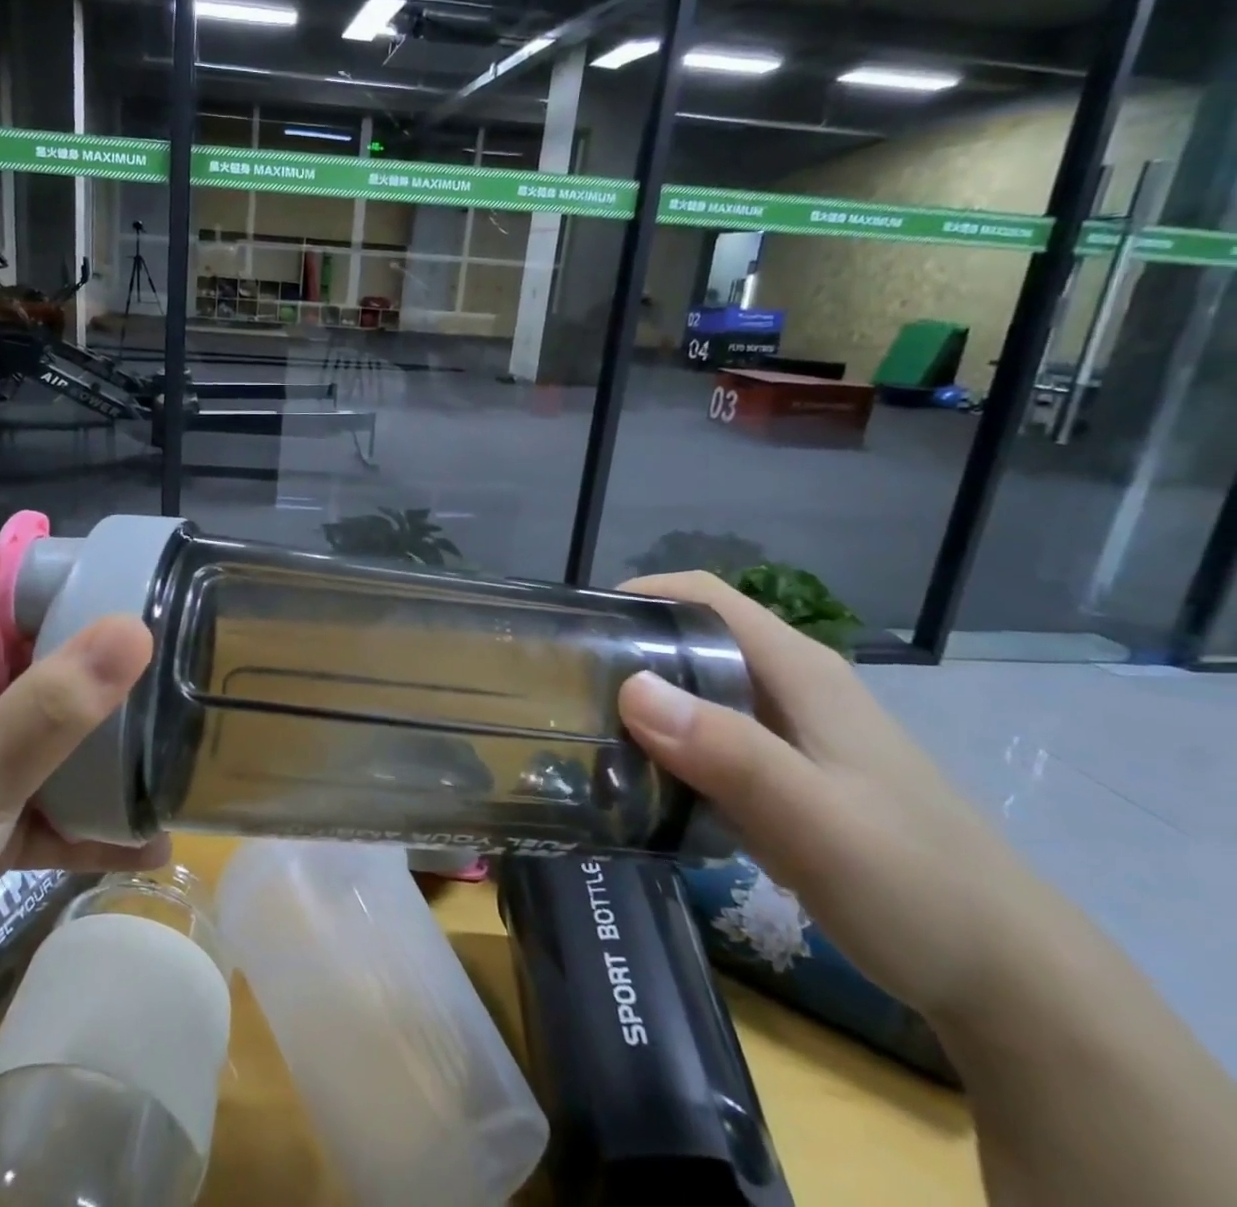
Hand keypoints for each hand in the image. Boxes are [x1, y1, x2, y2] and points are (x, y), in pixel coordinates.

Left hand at [0, 574, 164, 1040]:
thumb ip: (56, 703)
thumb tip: (137, 629)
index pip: (5, 590)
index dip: (60, 568)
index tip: (135, 567)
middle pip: (49, 660)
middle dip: (108, 655)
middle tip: (182, 647)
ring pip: (63, 738)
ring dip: (113, 744)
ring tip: (181, 738)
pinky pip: (64, 813)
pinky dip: (101, 825)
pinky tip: (153, 840)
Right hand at [615, 571, 1048, 1026]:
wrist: (1007, 979)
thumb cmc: (913, 884)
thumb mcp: (815, 819)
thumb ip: (728, 752)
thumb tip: (631, 687)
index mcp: (798, 671)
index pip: (704, 596)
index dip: (639, 594)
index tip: (578, 627)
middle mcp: (791, 687)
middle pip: (693, 640)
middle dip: (628, 652)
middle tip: (566, 689)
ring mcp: (790, 734)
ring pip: (697, 692)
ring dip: (642, 704)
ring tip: (583, 733)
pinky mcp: (786, 776)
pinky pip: (709, 740)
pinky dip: (667, 747)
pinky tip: (637, 780)